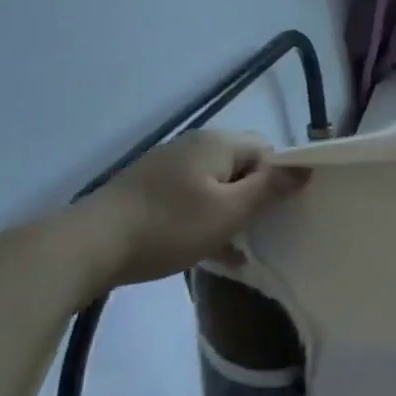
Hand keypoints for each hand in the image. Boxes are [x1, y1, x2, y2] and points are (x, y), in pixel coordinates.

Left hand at [71, 132, 306, 289]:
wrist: (90, 245)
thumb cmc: (170, 226)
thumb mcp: (231, 211)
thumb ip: (271, 188)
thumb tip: (305, 168)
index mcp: (217, 144)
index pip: (268, 150)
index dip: (281, 178)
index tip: (284, 211)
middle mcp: (192, 146)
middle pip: (242, 166)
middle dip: (257, 197)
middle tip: (263, 230)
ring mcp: (166, 167)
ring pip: (217, 186)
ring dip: (231, 212)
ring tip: (239, 247)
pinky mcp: (148, 190)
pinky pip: (192, 199)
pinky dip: (205, 219)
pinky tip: (209, 251)